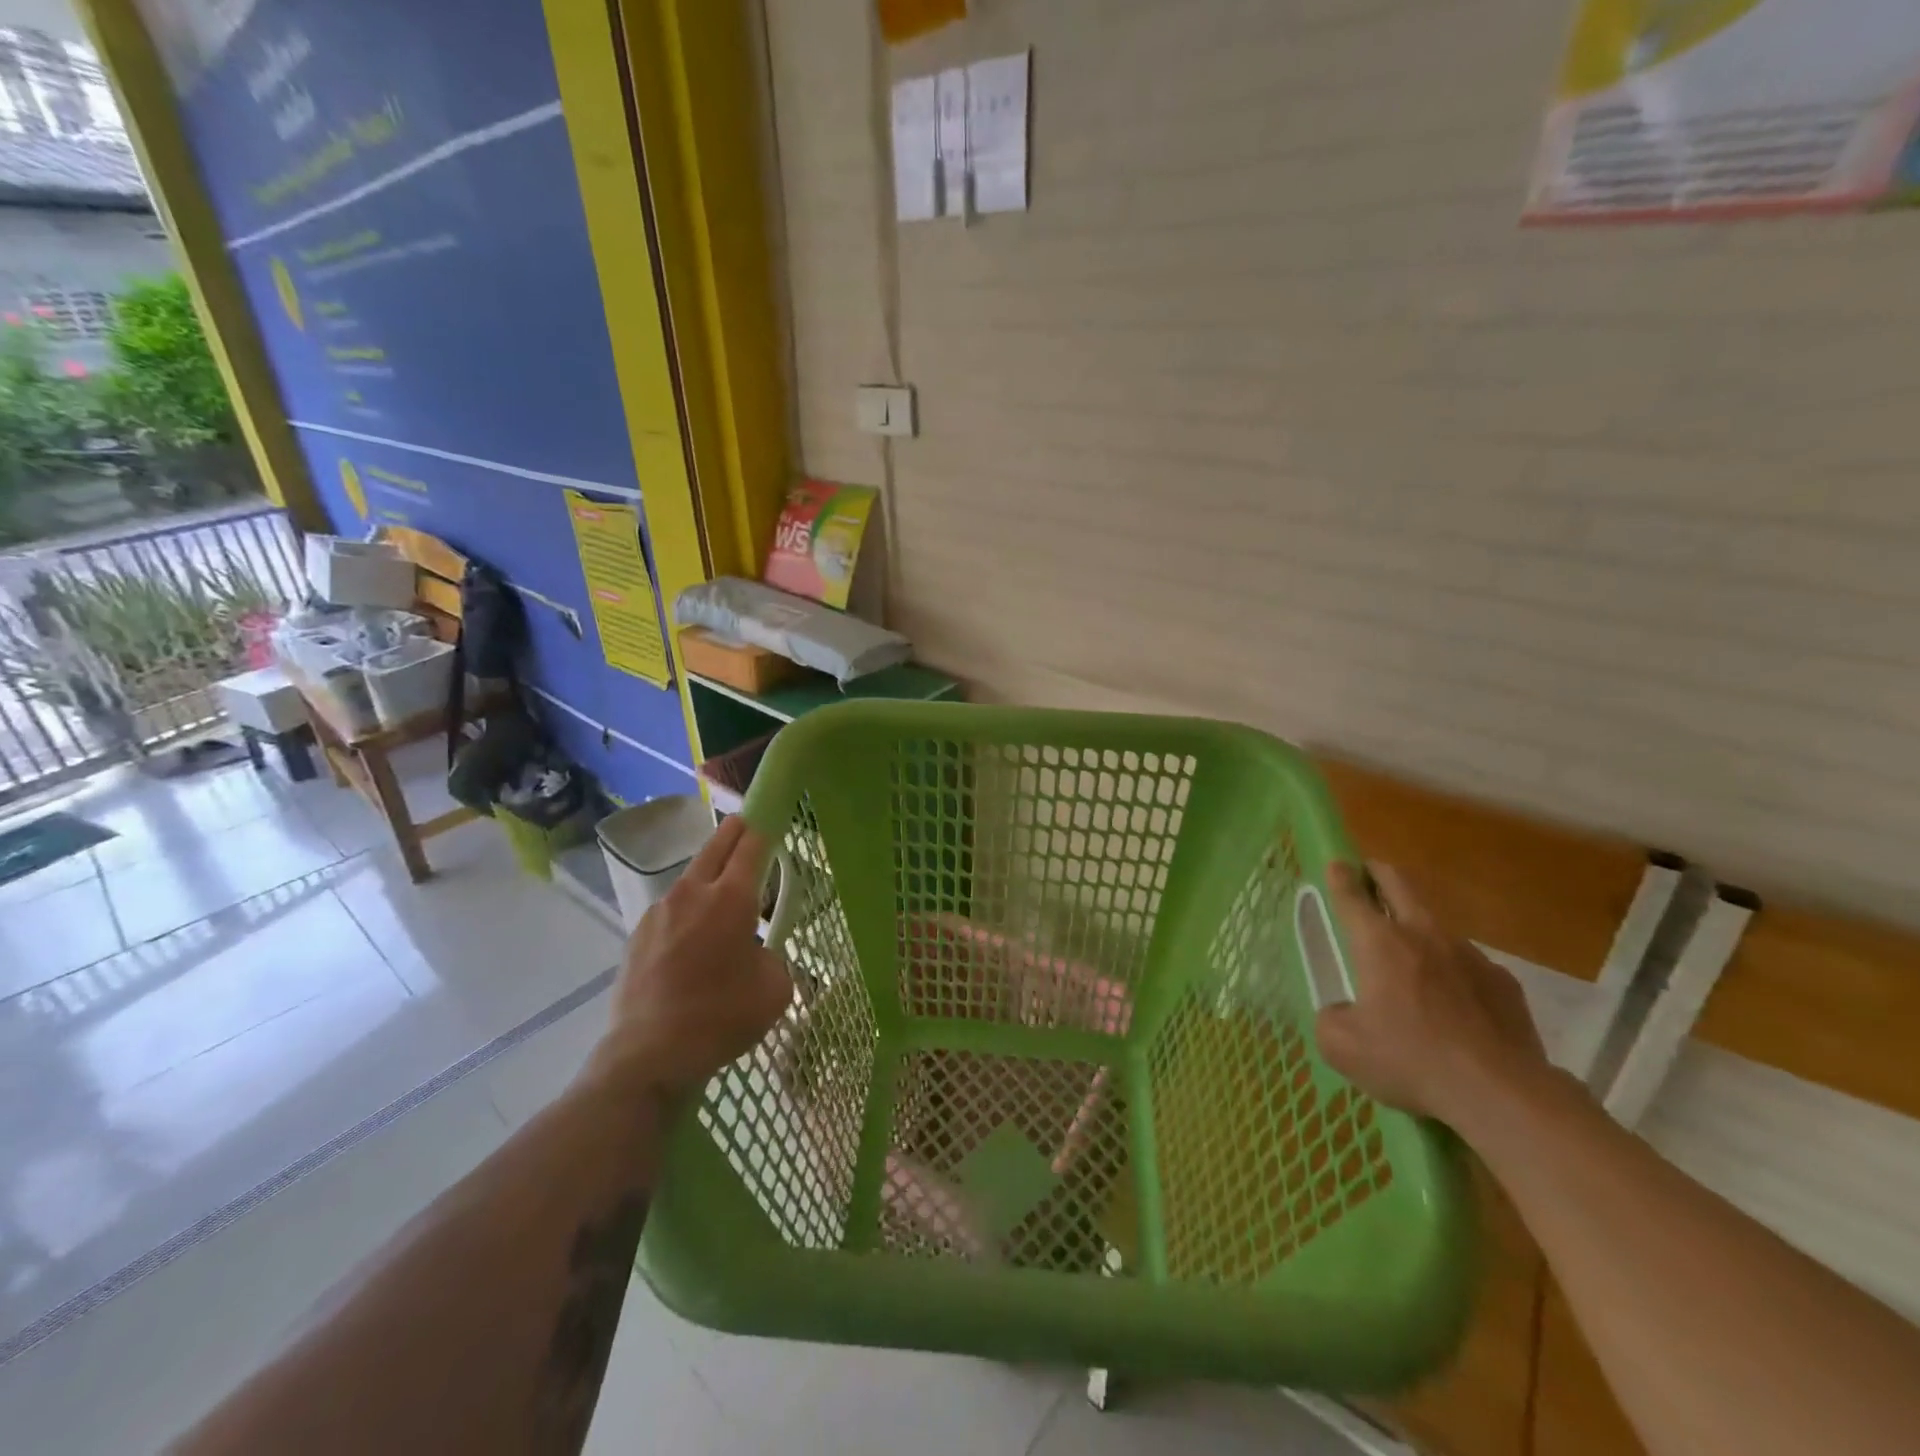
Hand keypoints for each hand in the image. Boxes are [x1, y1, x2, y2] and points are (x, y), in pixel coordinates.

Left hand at [588, 816, 792, 1100]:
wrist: (648, 1055)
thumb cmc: (722, 1016)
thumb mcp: (774, 989)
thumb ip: (773, 957)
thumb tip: (756, 953)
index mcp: (731, 898)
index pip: (752, 845)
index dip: (765, 826)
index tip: (772, 814)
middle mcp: (692, 893)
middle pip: (717, 846)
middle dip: (735, 831)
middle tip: (748, 825)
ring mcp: (659, 912)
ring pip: (691, 879)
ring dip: (710, 876)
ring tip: (723, 896)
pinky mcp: (638, 936)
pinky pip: (671, 910)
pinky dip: (688, 911)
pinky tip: (693, 940)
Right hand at [1314, 862, 1550, 1127]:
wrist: (1502, 1094)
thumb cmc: (1411, 1060)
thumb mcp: (1343, 1047)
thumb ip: (1330, 1019)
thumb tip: (1339, 1012)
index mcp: (1379, 944)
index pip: (1352, 896)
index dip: (1340, 876)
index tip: (1335, 862)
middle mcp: (1423, 936)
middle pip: (1400, 885)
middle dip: (1379, 873)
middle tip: (1368, 874)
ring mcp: (1469, 956)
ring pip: (1435, 925)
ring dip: (1417, 927)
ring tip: (1411, 955)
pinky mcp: (1503, 983)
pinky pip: (1468, 964)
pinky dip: (1453, 971)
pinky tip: (1453, 1003)